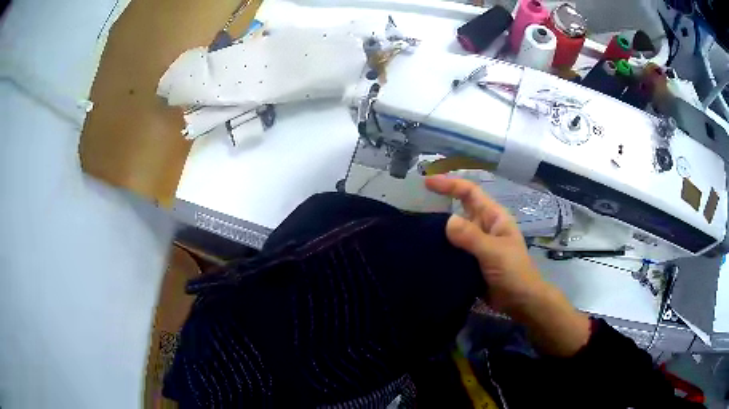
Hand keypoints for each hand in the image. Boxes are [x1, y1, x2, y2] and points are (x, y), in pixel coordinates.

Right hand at [424, 175, 543, 313]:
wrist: (520, 302)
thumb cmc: (513, 272)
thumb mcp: (494, 252)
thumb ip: (471, 237)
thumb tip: (446, 221)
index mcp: (493, 217)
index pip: (470, 192)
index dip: (450, 184)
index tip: (427, 182)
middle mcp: (483, 227)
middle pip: (459, 209)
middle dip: (439, 204)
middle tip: (413, 205)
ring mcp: (476, 245)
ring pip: (453, 231)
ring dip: (437, 229)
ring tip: (412, 228)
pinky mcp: (469, 262)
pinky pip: (452, 250)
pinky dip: (439, 249)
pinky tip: (423, 251)